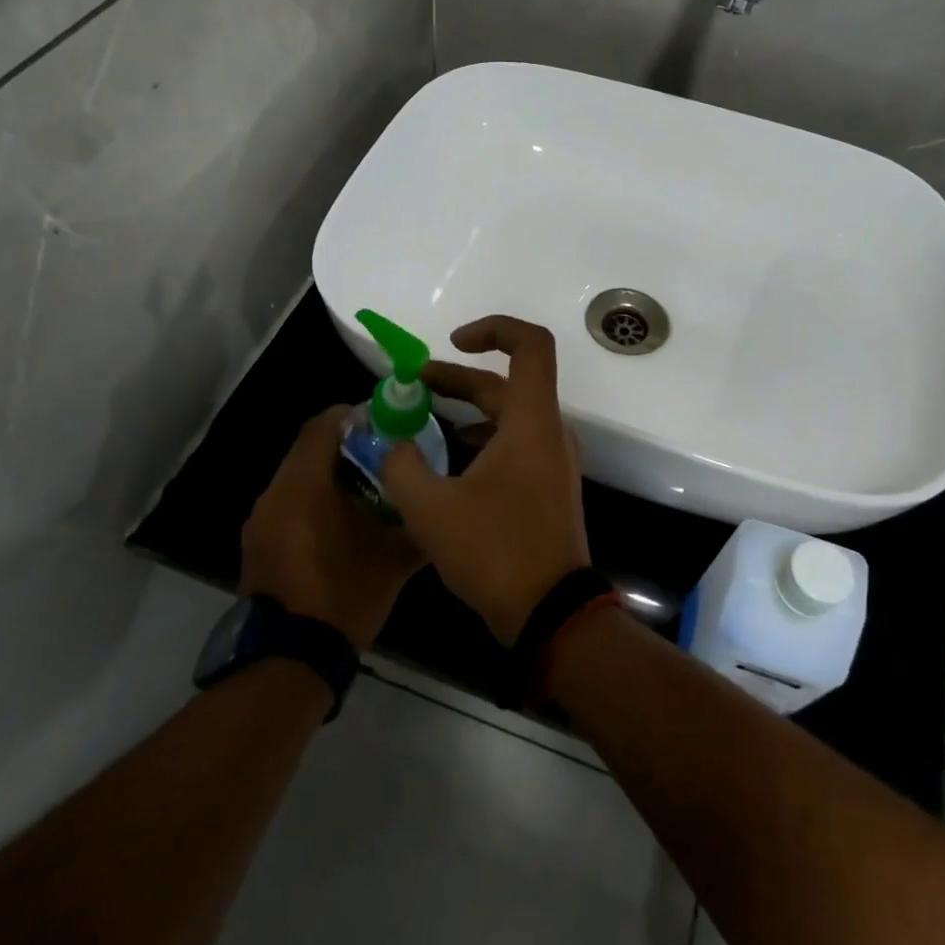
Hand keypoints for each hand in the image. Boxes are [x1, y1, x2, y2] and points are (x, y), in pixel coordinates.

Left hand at [240, 406, 425, 651]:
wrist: (291, 658)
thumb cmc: (344, 595)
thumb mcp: (394, 558)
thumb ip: (417, 521)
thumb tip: (437, 503)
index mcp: (303, 486)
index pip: (322, 426)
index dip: (352, 416)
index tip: (383, 423)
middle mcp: (274, 494)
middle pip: (308, 449)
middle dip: (345, 446)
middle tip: (383, 456)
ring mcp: (260, 521)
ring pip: (297, 477)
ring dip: (328, 475)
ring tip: (367, 491)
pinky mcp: (257, 544)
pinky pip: (287, 504)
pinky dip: (313, 501)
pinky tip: (341, 524)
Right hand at [380, 316, 590, 644]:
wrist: (551, 614)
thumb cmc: (495, 552)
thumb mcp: (431, 509)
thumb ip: (402, 466)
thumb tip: (391, 443)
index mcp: (531, 422)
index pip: (530, 345)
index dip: (493, 329)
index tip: (453, 343)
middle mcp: (549, 432)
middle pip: (507, 383)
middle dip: (458, 378)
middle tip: (413, 386)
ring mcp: (552, 462)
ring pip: (509, 417)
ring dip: (467, 412)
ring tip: (421, 424)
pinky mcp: (547, 488)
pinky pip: (515, 446)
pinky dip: (481, 441)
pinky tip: (446, 465)